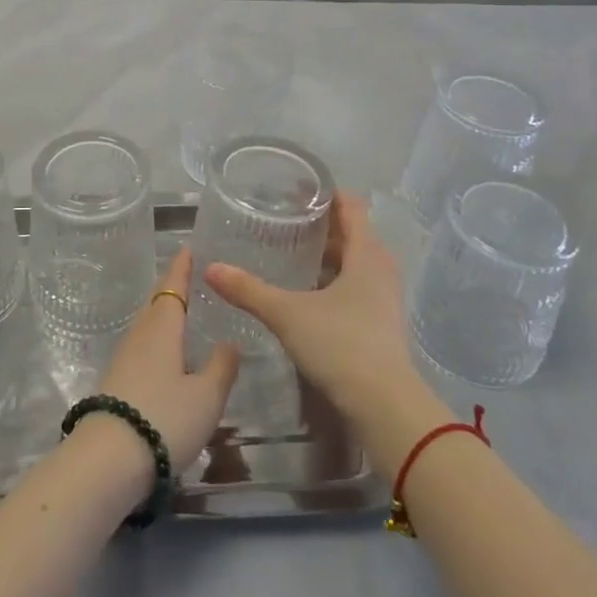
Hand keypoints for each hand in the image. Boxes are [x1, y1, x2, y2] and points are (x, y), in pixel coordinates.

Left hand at [93, 246, 239, 472]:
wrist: (107, 461)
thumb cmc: (164, 418)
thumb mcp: (206, 396)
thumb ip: (221, 367)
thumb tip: (230, 342)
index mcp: (162, 328)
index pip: (173, 287)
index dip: (182, 267)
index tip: (187, 247)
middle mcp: (140, 335)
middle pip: (156, 303)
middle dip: (170, 288)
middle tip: (186, 276)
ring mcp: (123, 359)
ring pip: (146, 325)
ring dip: (161, 314)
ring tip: (179, 314)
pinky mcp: (115, 383)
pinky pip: (140, 347)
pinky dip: (155, 340)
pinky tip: (163, 355)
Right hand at [204, 192, 417, 418]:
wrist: (385, 407)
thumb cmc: (341, 344)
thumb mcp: (288, 314)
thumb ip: (249, 290)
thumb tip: (211, 268)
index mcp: (366, 253)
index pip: (351, 206)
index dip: (325, 193)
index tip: (296, 188)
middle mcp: (380, 268)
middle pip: (352, 233)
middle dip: (321, 224)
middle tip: (284, 219)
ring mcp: (384, 297)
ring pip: (354, 262)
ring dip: (327, 255)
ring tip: (290, 252)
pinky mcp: (381, 322)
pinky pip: (356, 286)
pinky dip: (333, 280)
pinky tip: (306, 292)